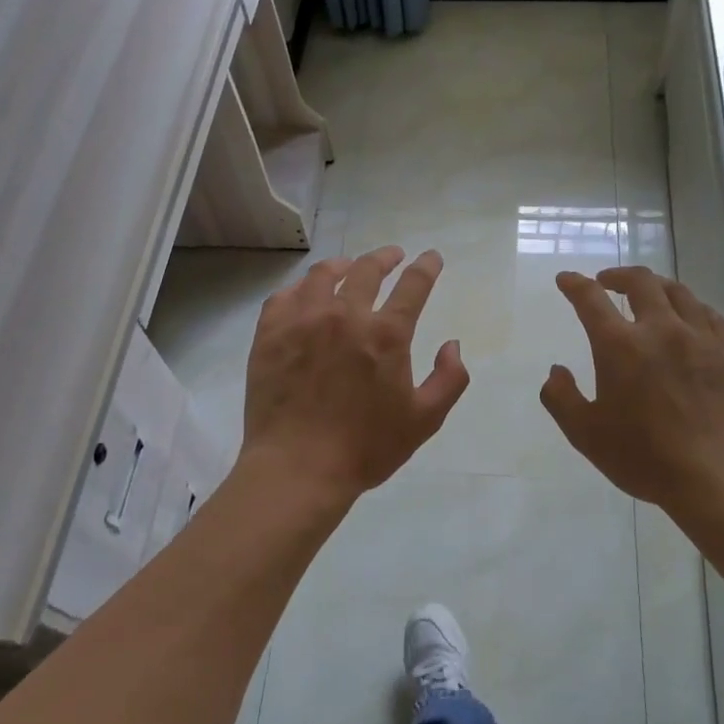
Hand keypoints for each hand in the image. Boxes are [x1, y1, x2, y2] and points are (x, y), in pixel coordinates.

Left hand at [241, 245, 468, 501]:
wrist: (298, 467)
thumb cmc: (366, 448)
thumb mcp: (424, 420)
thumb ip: (449, 379)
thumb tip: (452, 345)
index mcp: (386, 334)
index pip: (413, 285)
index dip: (426, 266)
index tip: (431, 257)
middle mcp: (345, 315)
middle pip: (367, 270)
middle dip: (385, 257)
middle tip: (392, 256)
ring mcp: (303, 320)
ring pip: (323, 275)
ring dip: (342, 265)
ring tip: (348, 267)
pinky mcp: (270, 333)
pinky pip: (285, 296)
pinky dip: (301, 288)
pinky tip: (305, 294)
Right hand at [541, 266, 723, 519]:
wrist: (719, 477)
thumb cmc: (645, 457)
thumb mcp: (586, 435)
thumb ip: (561, 399)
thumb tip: (556, 371)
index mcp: (620, 346)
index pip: (591, 299)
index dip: (575, 284)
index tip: (566, 279)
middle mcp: (661, 330)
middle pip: (641, 282)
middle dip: (618, 275)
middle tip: (606, 282)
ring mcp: (701, 338)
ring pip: (678, 292)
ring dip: (655, 286)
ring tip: (647, 295)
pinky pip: (710, 314)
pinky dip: (691, 307)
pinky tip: (689, 318)